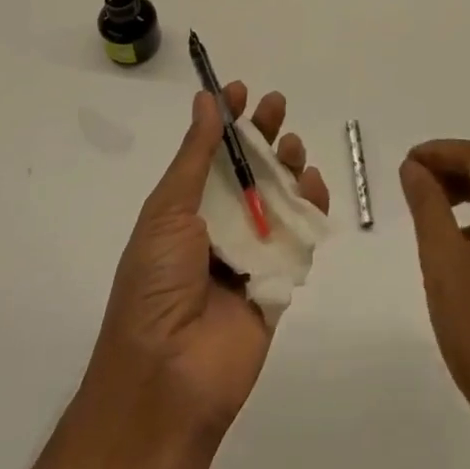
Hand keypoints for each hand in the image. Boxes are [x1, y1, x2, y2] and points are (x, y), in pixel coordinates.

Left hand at [88, 83, 328, 438]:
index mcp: (186, 208)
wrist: (168, 379)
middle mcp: (219, 224)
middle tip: (276, 106)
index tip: (239, 89)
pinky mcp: (280, 278)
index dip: (225, 119)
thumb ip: (195, 156)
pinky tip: (313, 183)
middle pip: (249, 168)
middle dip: (263, 133)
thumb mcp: (168, 211)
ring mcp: (251, 251)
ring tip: (291, 146)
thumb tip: (206, 100)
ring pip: (278, 195)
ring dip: (288, 164)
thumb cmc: (156, 284)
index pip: (210, 152)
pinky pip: (301, 234)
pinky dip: (311, 206)